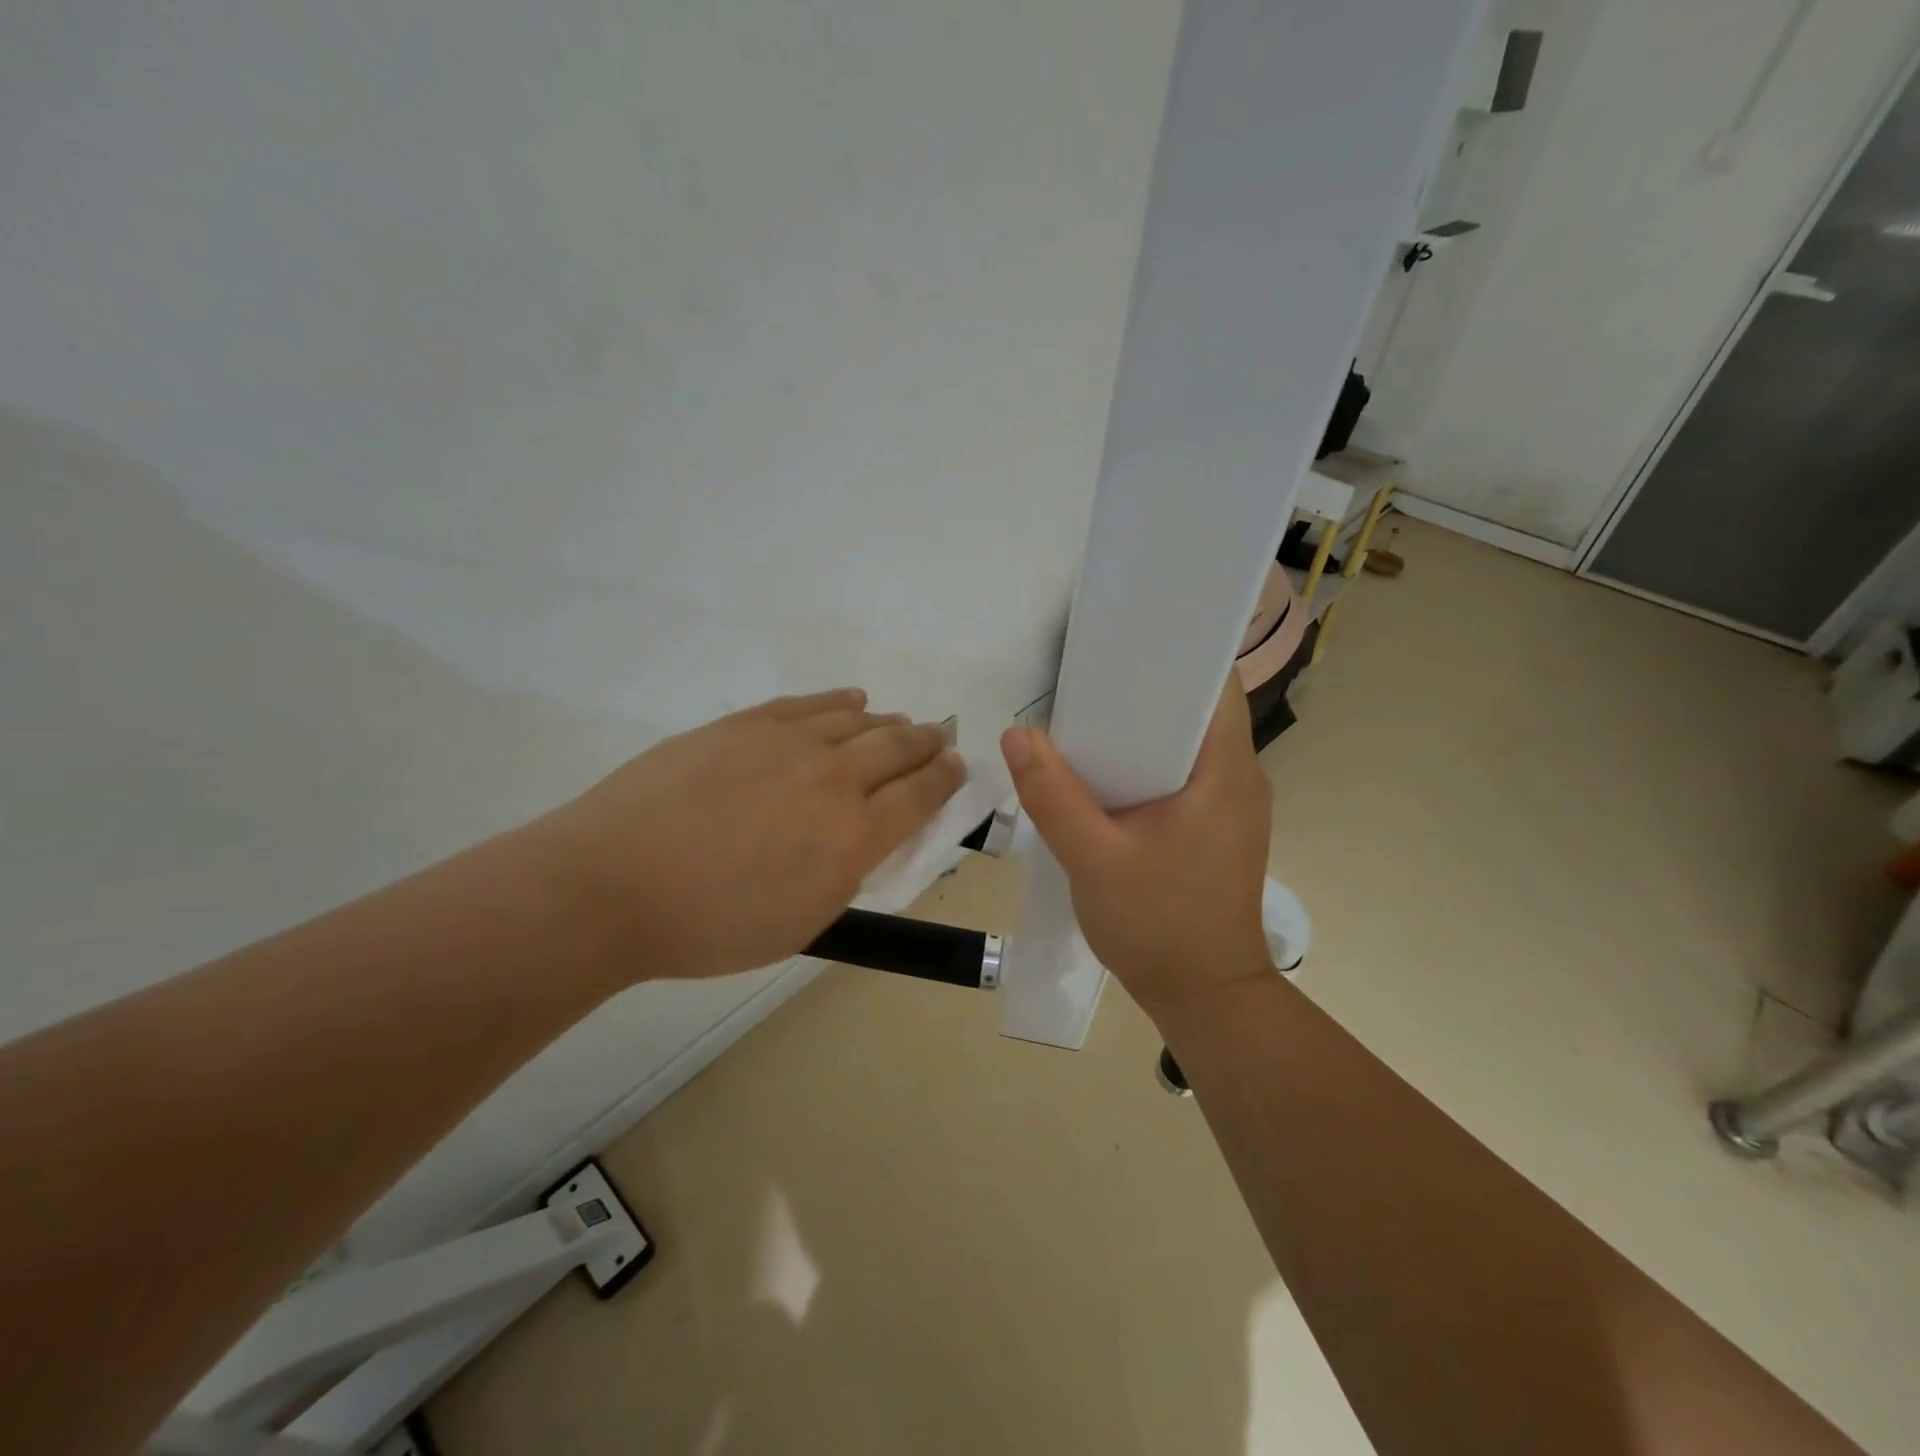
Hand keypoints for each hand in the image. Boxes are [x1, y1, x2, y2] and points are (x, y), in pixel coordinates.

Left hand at [541, 688, 963, 984]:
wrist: (612, 884)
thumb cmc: (710, 925)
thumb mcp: (800, 922)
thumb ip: (845, 875)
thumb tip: (864, 839)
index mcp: (852, 837)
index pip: (920, 796)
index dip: (945, 779)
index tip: (957, 767)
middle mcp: (833, 779)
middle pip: (897, 748)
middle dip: (927, 743)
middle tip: (938, 740)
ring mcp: (788, 743)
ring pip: (857, 721)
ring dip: (887, 723)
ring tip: (898, 725)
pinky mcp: (746, 724)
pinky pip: (808, 704)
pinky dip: (839, 701)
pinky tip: (853, 700)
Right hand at [999, 678, 1273, 1020]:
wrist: (1204, 997)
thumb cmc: (1158, 925)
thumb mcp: (1093, 860)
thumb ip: (1053, 795)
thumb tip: (1016, 734)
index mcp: (1225, 769)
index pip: (1215, 682)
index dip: (1172, 654)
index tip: (1121, 643)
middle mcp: (1239, 776)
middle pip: (1195, 708)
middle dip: (1142, 689)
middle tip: (1083, 680)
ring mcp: (1232, 803)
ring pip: (1186, 742)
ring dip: (1141, 728)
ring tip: (1086, 718)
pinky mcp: (1217, 826)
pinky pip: (1182, 773)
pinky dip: (1146, 762)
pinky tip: (1104, 772)